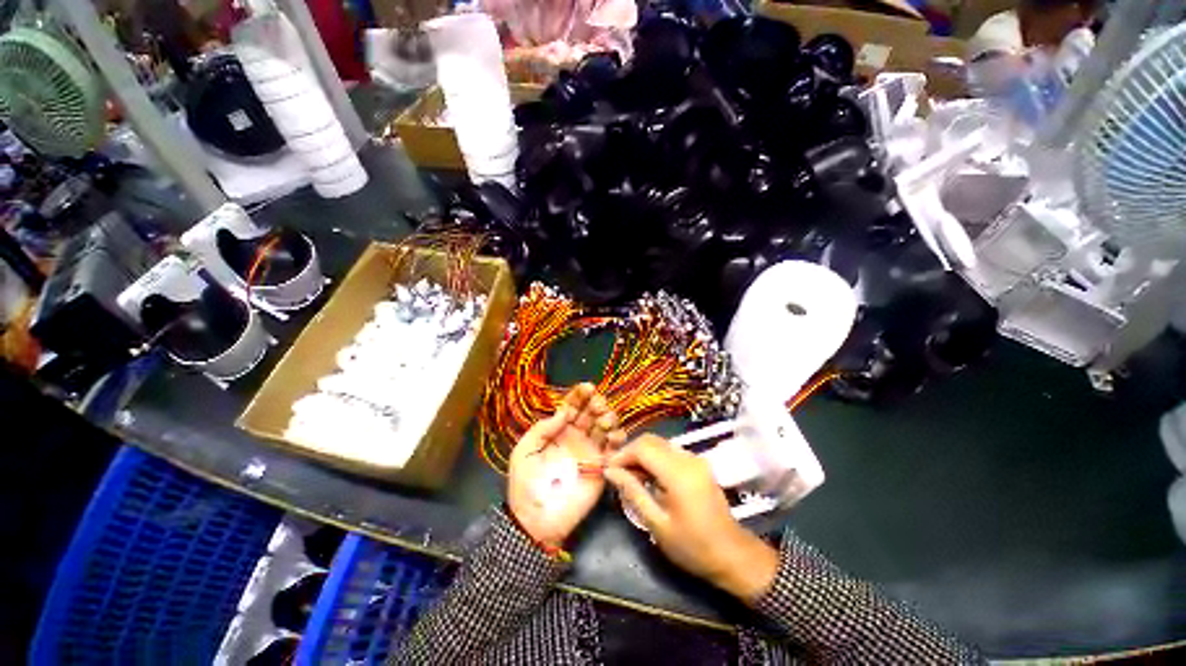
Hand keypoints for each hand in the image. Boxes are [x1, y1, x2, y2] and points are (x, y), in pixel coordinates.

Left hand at [507, 383, 624, 547]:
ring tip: (603, 421)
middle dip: (596, 403)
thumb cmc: (526, 483)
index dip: (580, 395)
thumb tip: (564, 411)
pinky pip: (615, 449)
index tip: (587, 387)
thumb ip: (543, 428)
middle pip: (591, 412)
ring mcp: (591, 451)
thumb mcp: (525, 450)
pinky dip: (618, 438)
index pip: (572, 406)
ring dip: (608, 417)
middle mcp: (577, 437)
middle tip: (597, 404)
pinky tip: (613, 436)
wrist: (536, 519)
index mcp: (559, 431)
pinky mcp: (602, 466)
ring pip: (605, 426)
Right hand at [604, 435, 778, 603]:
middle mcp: (687, 458)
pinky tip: (649, 476)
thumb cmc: (693, 546)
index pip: (643, 448)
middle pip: (651, 440)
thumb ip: (633, 492)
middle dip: (631, 451)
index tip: (608, 468)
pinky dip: (655, 458)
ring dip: (642, 454)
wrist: (732, 554)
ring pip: (660, 443)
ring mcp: (695, 459)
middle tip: (617, 472)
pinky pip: (670, 451)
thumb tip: (610, 472)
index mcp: (678, 473)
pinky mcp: (698, 463)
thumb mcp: (657, 523)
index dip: (622, 454)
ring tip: (630, 476)